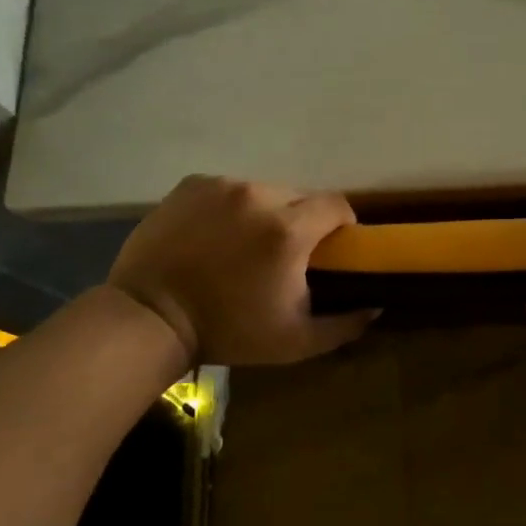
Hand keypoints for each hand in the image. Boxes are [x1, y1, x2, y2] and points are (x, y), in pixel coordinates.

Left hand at [107, 175, 375, 365]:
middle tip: (286, 254)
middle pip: (301, 197)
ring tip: (246, 245)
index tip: (332, 247)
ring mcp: (222, 186)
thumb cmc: (228, 331)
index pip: (337, 205)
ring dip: (266, 213)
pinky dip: (232, 207)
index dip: (341, 224)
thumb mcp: (295, 341)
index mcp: (289, 230)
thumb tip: (376, 305)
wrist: (149, 317)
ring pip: (265, 191)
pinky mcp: (192, 184)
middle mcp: (259, 196)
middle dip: (302, 221)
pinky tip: (216, 236)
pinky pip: (230, 189)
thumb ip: (345, 324)